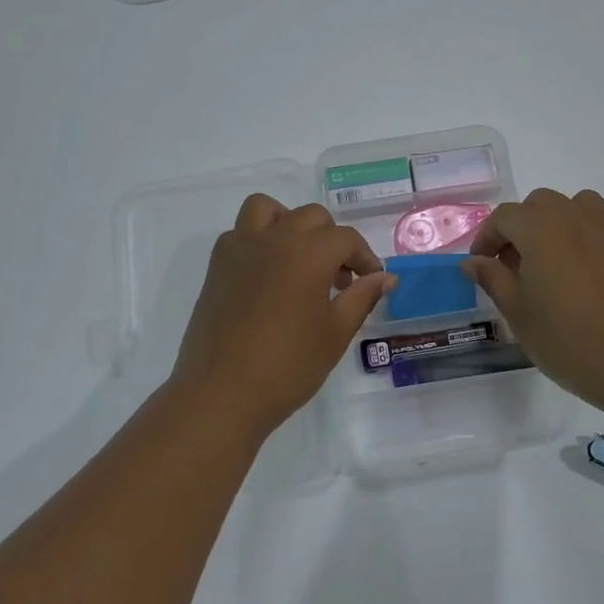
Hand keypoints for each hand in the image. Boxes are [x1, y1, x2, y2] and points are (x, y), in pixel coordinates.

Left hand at [171, 194, 395, 436]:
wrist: (223, 393)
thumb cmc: (288, 366)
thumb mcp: (335, 333)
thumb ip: (362, 297)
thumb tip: (385, 277)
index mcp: (308, 253)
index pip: (345, 238)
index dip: (364, 258)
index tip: (371, 282)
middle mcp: (274, 239)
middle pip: (311, 217)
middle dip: (332, 241)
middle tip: (339, 280)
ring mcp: (240, 248)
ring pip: (267, 210)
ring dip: (289, 224)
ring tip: (299, 259)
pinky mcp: (217, 266)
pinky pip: (240, 232)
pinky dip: (258, 240)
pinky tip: (268, 275)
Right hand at [464, 188, 603, 414]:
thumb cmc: (566, 338)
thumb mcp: (517, 312)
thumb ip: (493, 279)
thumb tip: (472, 262)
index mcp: (539, 228)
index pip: (504, 217)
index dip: (487, 237)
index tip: (481, 264)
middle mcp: (574, 217)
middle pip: (540, 204)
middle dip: (521, 226)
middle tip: (514, 264)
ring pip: (578, 205)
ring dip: (558, 222)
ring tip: (553, 257)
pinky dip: (591, 238)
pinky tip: (589, 270)